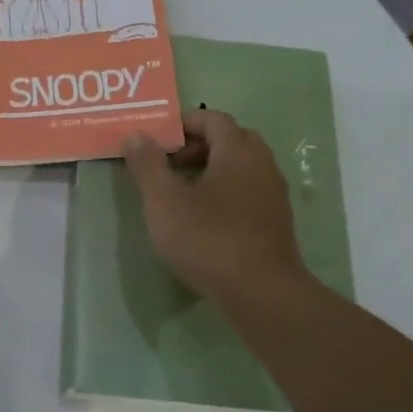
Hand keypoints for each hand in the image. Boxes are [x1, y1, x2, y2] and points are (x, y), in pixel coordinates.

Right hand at [122, 110, 306, 308]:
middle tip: (168, 164)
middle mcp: (262, 164)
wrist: (261, 293)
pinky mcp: (276, 222)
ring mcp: (274, 194)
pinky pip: (248, 191)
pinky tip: (204, 219)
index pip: (212, 118)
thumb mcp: (164, 201)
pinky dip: (225, 192)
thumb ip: (148, 165)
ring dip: (211, 169)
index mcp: (238, 150)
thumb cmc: (208, 238)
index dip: (183, 123)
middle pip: (230, 139)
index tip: (156, 140)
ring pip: (241, 167)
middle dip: (197, 145)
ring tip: (181, 192)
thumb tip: (136, 135)